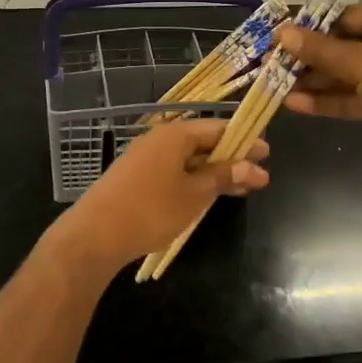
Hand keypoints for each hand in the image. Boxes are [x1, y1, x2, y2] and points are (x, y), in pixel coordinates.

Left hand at [44, 119, 269, 274]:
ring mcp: (145, 158)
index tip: (266, 154)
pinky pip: (174, 171)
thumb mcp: (195, 194)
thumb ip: (223, 176)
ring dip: (215, 172)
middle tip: (259, 176)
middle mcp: (159, 139)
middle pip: (203, 143)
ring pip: (189, 160)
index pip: (218, 128)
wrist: (95, 235)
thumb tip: (251, 166)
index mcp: (175, 135)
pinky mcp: (136, 177)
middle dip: (232, 159)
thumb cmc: (151, 210)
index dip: (244, 140)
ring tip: (242, 189)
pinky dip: (195, 180)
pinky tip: (208, 196)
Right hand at [277, 4, 361, 168]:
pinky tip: (296, 104)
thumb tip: (282, 32)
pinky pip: (354, 96)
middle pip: (343, 46)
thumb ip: (318, 49)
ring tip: (277, 87)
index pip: (344, 16)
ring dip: (315, 82)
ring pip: (346, 74)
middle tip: (274, 66)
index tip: (281, 38)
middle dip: (308, 58)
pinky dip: (329, 100)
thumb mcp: (357, 60)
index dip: (311, 27)